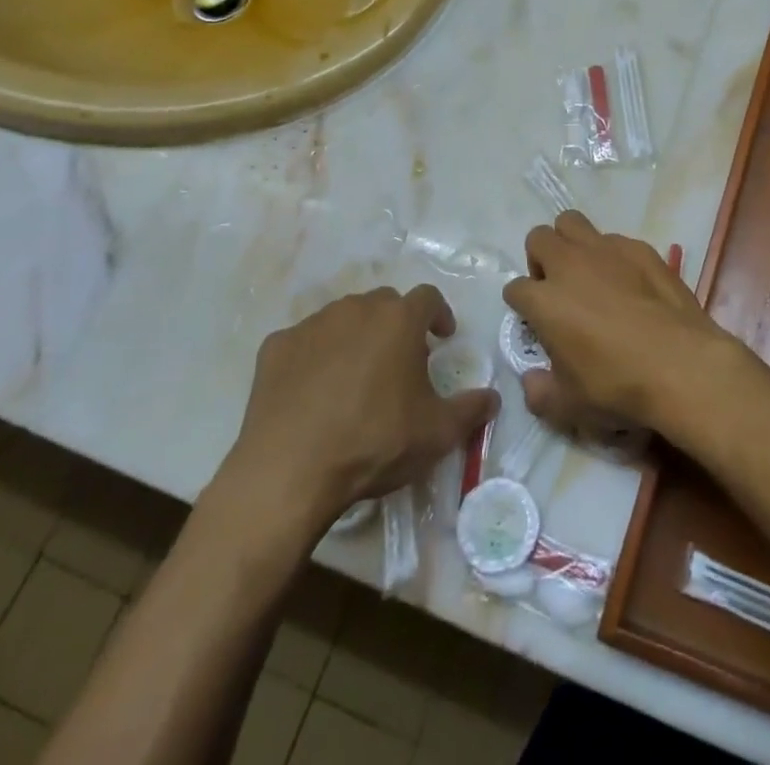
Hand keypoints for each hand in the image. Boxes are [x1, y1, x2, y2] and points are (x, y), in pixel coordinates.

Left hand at [208, 285, 497, 567]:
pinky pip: (304, 342)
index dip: (439, 315)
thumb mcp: (437, 433)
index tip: (442, 337)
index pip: (429, 298)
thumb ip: (471, 409)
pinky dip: (314, 357)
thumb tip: (493, 397)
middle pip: (385, 303)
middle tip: (400, 359)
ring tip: (356, 375)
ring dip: (355, 336)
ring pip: (343, 318)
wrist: (288, 471)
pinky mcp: (276, 347)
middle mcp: (357, 309)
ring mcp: (312, 325)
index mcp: (400, 319)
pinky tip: (313, 390)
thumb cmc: (374, 442)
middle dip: (397, 324)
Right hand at [506, 212, 734, 436]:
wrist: (680, 365)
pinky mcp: (640, 248)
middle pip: (538, 238)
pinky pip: (614, 240)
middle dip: (540, 259)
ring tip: (587, 273)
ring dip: (571, 243)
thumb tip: (532, 380)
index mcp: (544, 300)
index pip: (515, 289)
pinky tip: (629, 282)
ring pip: (572, 223)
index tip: (536, 322)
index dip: (522, 306)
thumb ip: (540, 392)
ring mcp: (606, 250)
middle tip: (557, 288)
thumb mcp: (569, 406)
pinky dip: (611, 255)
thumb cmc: (617, 386)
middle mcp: (569, 265)